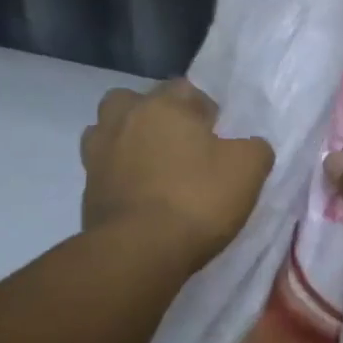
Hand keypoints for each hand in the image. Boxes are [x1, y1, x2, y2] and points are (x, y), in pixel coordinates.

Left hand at [81, 80, 272, 267]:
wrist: (139, 252)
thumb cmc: (197, 200)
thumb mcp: (248, 170)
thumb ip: (255, 148)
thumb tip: (250, 145)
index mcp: (163, 105)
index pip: (185, 89)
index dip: (204, 110)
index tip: (218, 136)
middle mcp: (125, 119)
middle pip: (135, 101)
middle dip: (155, 115)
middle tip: (179, 144)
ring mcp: (98, 153)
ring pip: (109, 130)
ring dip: (128, 140)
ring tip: (152, 165)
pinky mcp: (87, 188)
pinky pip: (103, 168)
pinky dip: (118, 174)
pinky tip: (139, 193)